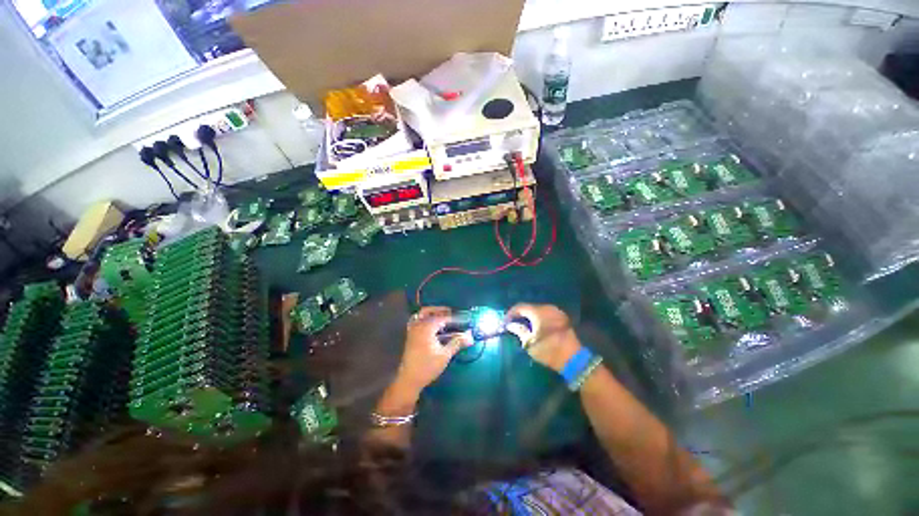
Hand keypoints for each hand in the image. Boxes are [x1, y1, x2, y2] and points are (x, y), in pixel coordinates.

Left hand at [393, 307, 469, 393]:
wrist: (409, 379)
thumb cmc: (428, 367)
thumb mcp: (445, 355)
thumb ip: (457, 343)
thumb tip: (470, 337)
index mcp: (427, 327)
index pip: (442, 317)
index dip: (453, 318)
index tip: (463, 319)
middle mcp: (418, 325)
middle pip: (429, 311)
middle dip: (440, 310)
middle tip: (451, 313)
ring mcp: (412, 330)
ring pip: (421, 315)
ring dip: (432, 313)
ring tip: (442, 317)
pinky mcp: (410, 336)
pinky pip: (416, 321)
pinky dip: (424, 319)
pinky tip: (431, 325)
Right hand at [506, 304, 580, 372]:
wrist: (573, 358)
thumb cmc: (548, 350)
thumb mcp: (529, 343)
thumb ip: (519, 330)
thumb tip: (511, 325)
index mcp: (538, 312)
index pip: (520, 307)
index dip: (511, 313)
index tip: (505, 320)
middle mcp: (547, 308)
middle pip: (529, 307)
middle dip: (520, 314)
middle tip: (513, 322)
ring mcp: (556, 312)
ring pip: (538, 310)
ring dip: (529, 316)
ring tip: (522, 324)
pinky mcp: (562, 317)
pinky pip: (546, 313)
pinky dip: (538, 317)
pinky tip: (534, 325)